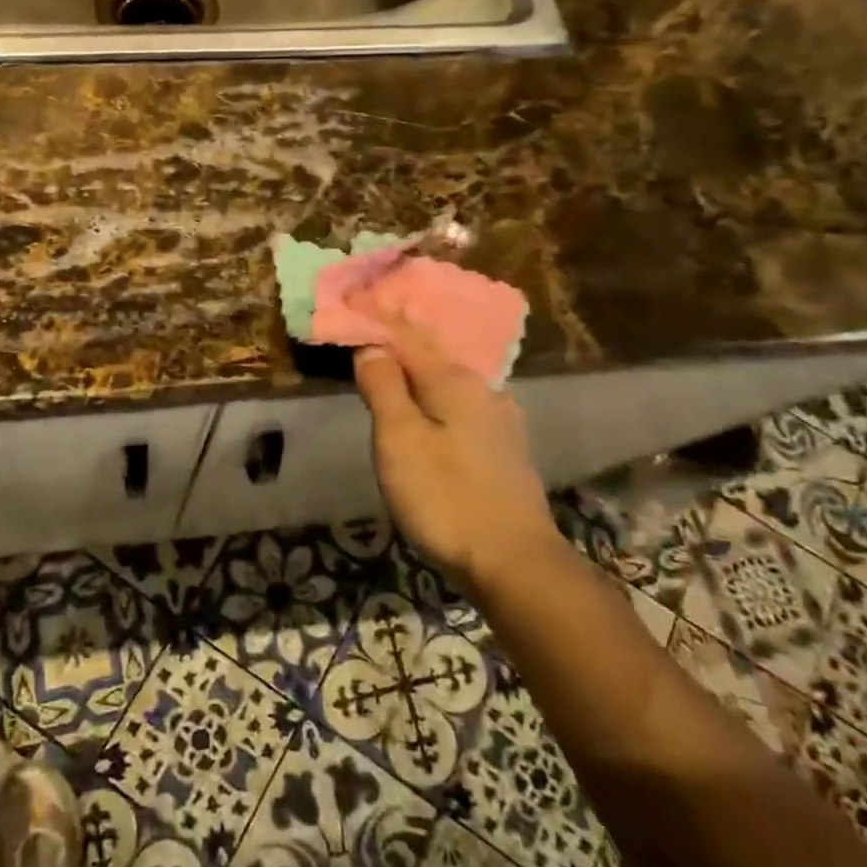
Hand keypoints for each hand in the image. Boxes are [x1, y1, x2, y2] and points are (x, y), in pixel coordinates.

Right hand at [353, 319, 558, 585]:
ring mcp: (501, 419)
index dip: (376, 318)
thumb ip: (384, 388)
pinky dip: (438, 394)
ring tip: (393, 363)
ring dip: (419, 368)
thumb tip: (371, 347)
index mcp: (455, 380)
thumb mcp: (400, 441)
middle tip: (367, 327)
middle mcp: (484, 389)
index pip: (408, 334)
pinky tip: (431, 404)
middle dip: (399, 339)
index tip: (350, 303)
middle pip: (433, 353)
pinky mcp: (505, 448)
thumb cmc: (447, 498)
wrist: (516, 563)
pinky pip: (463, 403)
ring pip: (450, 380)